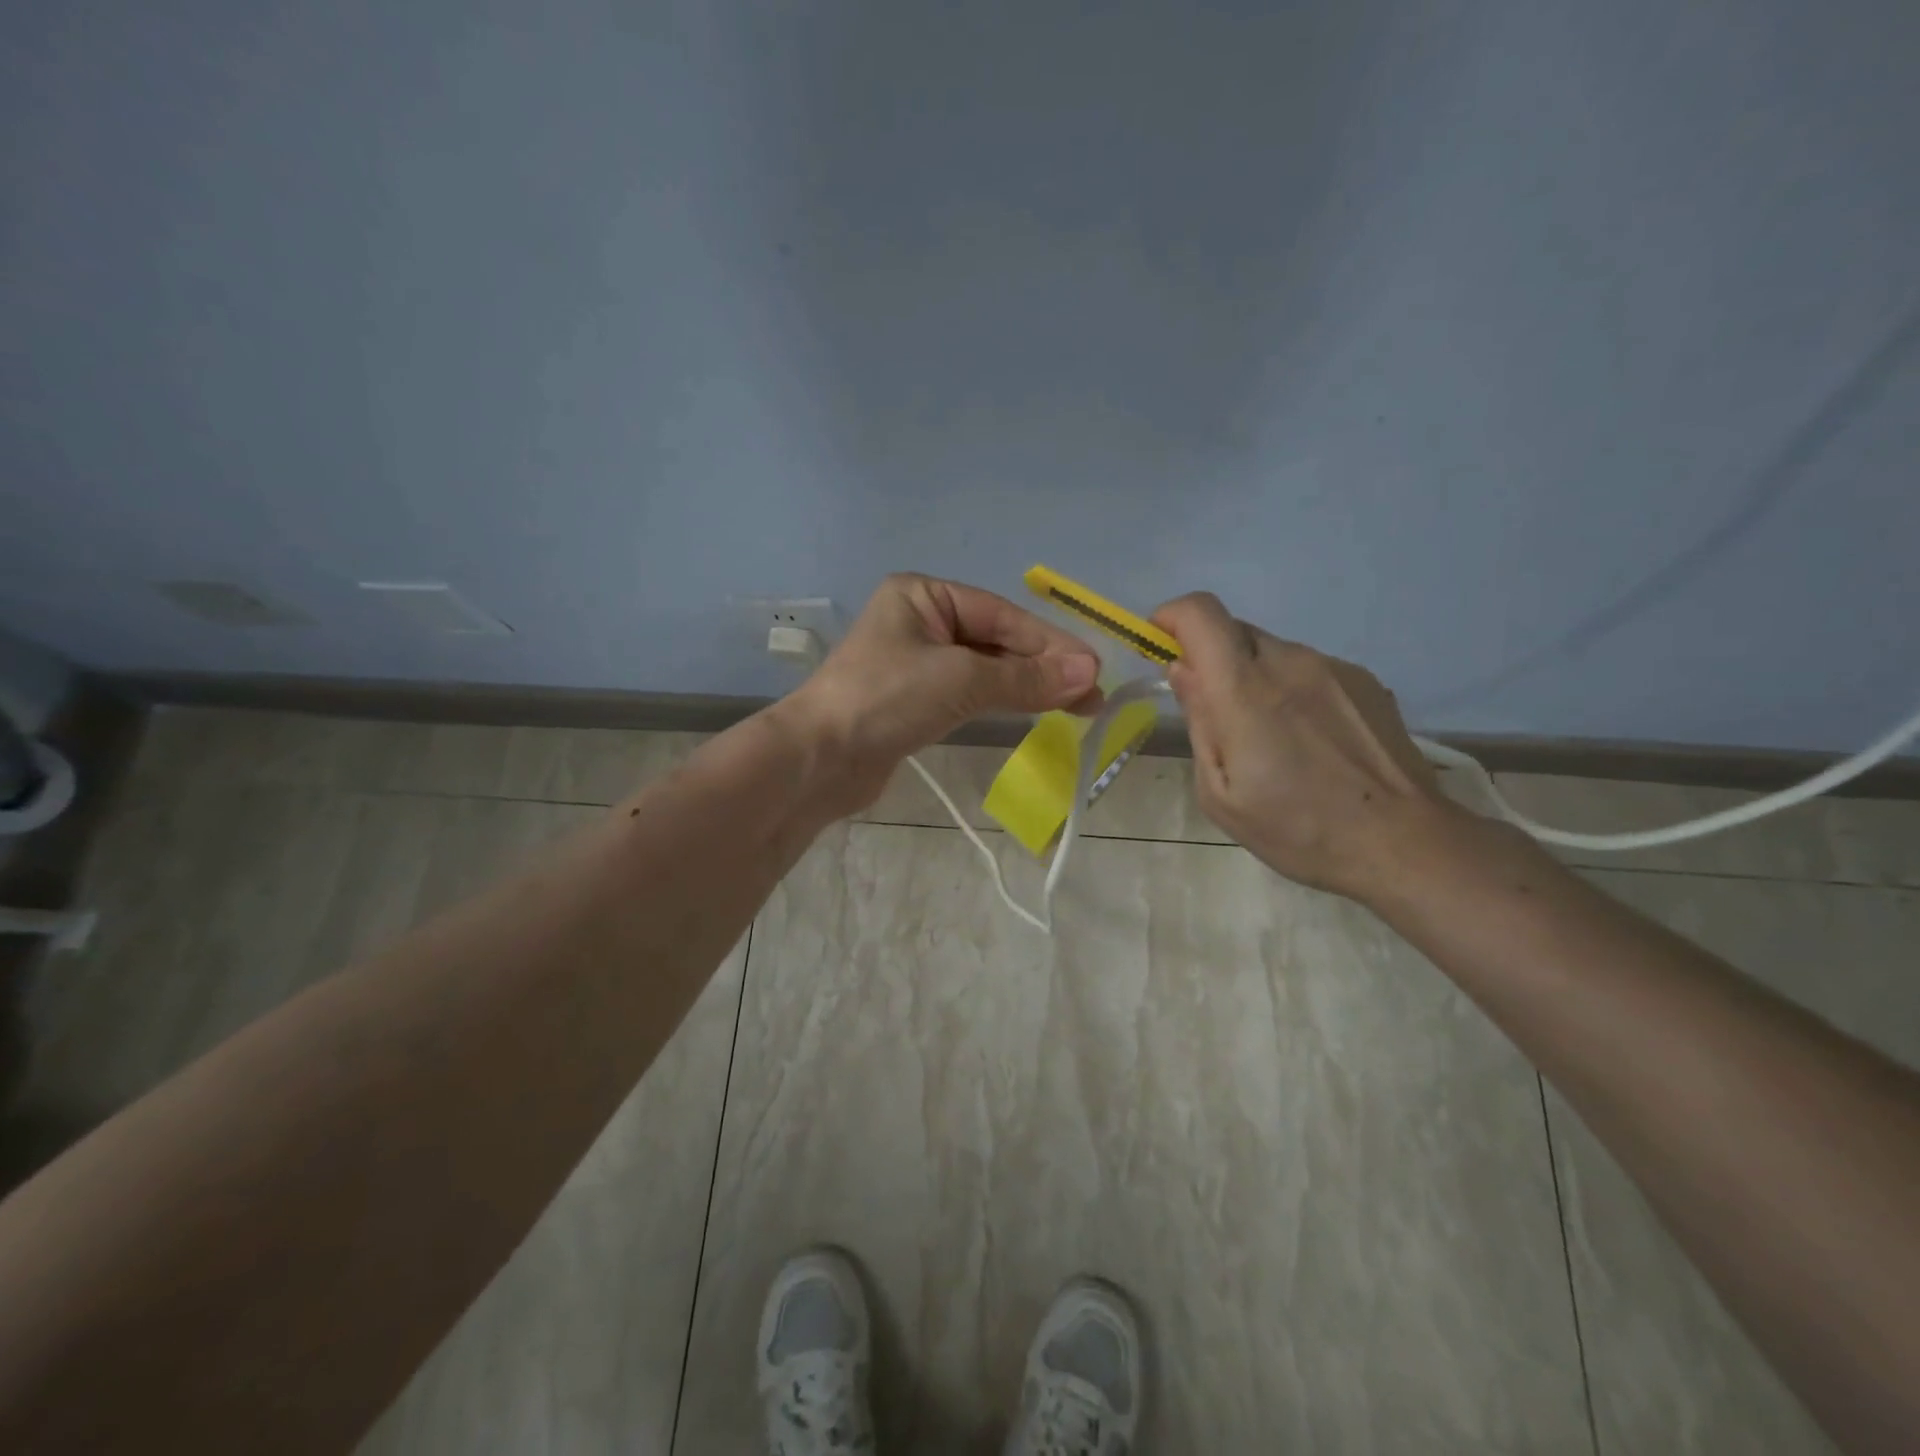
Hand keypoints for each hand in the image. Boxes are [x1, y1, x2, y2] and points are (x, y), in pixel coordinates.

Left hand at [786, 573, 1100, 806]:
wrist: (818, 760)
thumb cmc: (885, 700)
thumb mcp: (961, 681)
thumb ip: (1026, 677)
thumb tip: (1090, 672)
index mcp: (923, 595)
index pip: (1002, 616)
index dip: (1051, 644)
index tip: (1094, 670)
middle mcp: (920, 621)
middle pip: (996, 640)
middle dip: (1043, 667)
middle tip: (1091, 696)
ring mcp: (916, 662)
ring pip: (985, 668)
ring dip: (1027, 686)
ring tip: (1075, 706)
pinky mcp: (914, 700)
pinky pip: (969, 693)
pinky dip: (1000, 700)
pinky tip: (1032, 709)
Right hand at [1152, 592, 1447, 902]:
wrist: (1403, 843)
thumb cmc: (1297, 829)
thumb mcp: (1221, 793)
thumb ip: (1199, 721)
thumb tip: (1182, 669)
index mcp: (1246, 690)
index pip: (1201, 613)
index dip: (1172, 617)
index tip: (1160, 646)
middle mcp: (1290, 662)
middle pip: (1234, 630)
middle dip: (1209, 657)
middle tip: (1214, 711)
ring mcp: (1334, 667)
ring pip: (1272, 651)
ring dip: (1253, 676)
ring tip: (1270, 737)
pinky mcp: (1364, 680)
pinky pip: (1309, 669)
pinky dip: (1291, 689)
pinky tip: (1310, 740)